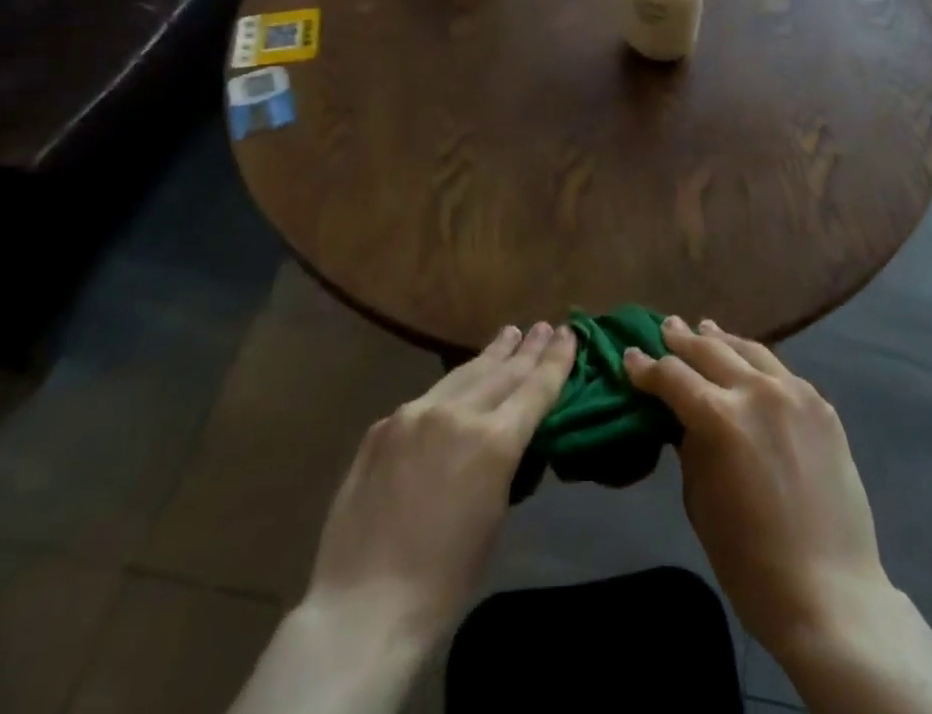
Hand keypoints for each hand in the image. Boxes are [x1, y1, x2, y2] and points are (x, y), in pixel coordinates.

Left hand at [302, 321, 574, 648]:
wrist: (363, 604)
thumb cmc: (443, 580)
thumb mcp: (493, 518)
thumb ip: (502, 463)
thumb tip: (505, 436)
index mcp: (493, 441)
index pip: (534, 389)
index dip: (555, 360)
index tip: (568, 333)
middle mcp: (456, 413)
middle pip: (501, 372)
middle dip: (526, 350)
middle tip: (543, 327)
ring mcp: (415, 414)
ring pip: (462, 374)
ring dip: (490, 355)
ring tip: (509, 334)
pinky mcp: (383, 425)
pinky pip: (426, 399)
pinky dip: (451, 387)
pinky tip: (458, 383)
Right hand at [625, 317, 887, 659]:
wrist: (830, 594)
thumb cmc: (749, 560)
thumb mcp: (699, 500)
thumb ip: (690, 445)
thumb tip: (684, 416)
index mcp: (720, 417)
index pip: (672, 376)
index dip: (646, 367)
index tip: (630, 356)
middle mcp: (757, 391)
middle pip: (710, 350)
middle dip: (682, 339)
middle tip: (666, 327)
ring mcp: (795, 394)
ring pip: (750, 350)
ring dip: (722, 339)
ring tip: (706, 328)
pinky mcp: (822, 406)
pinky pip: (782, 373)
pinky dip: (758, 364)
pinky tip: (750, 364)